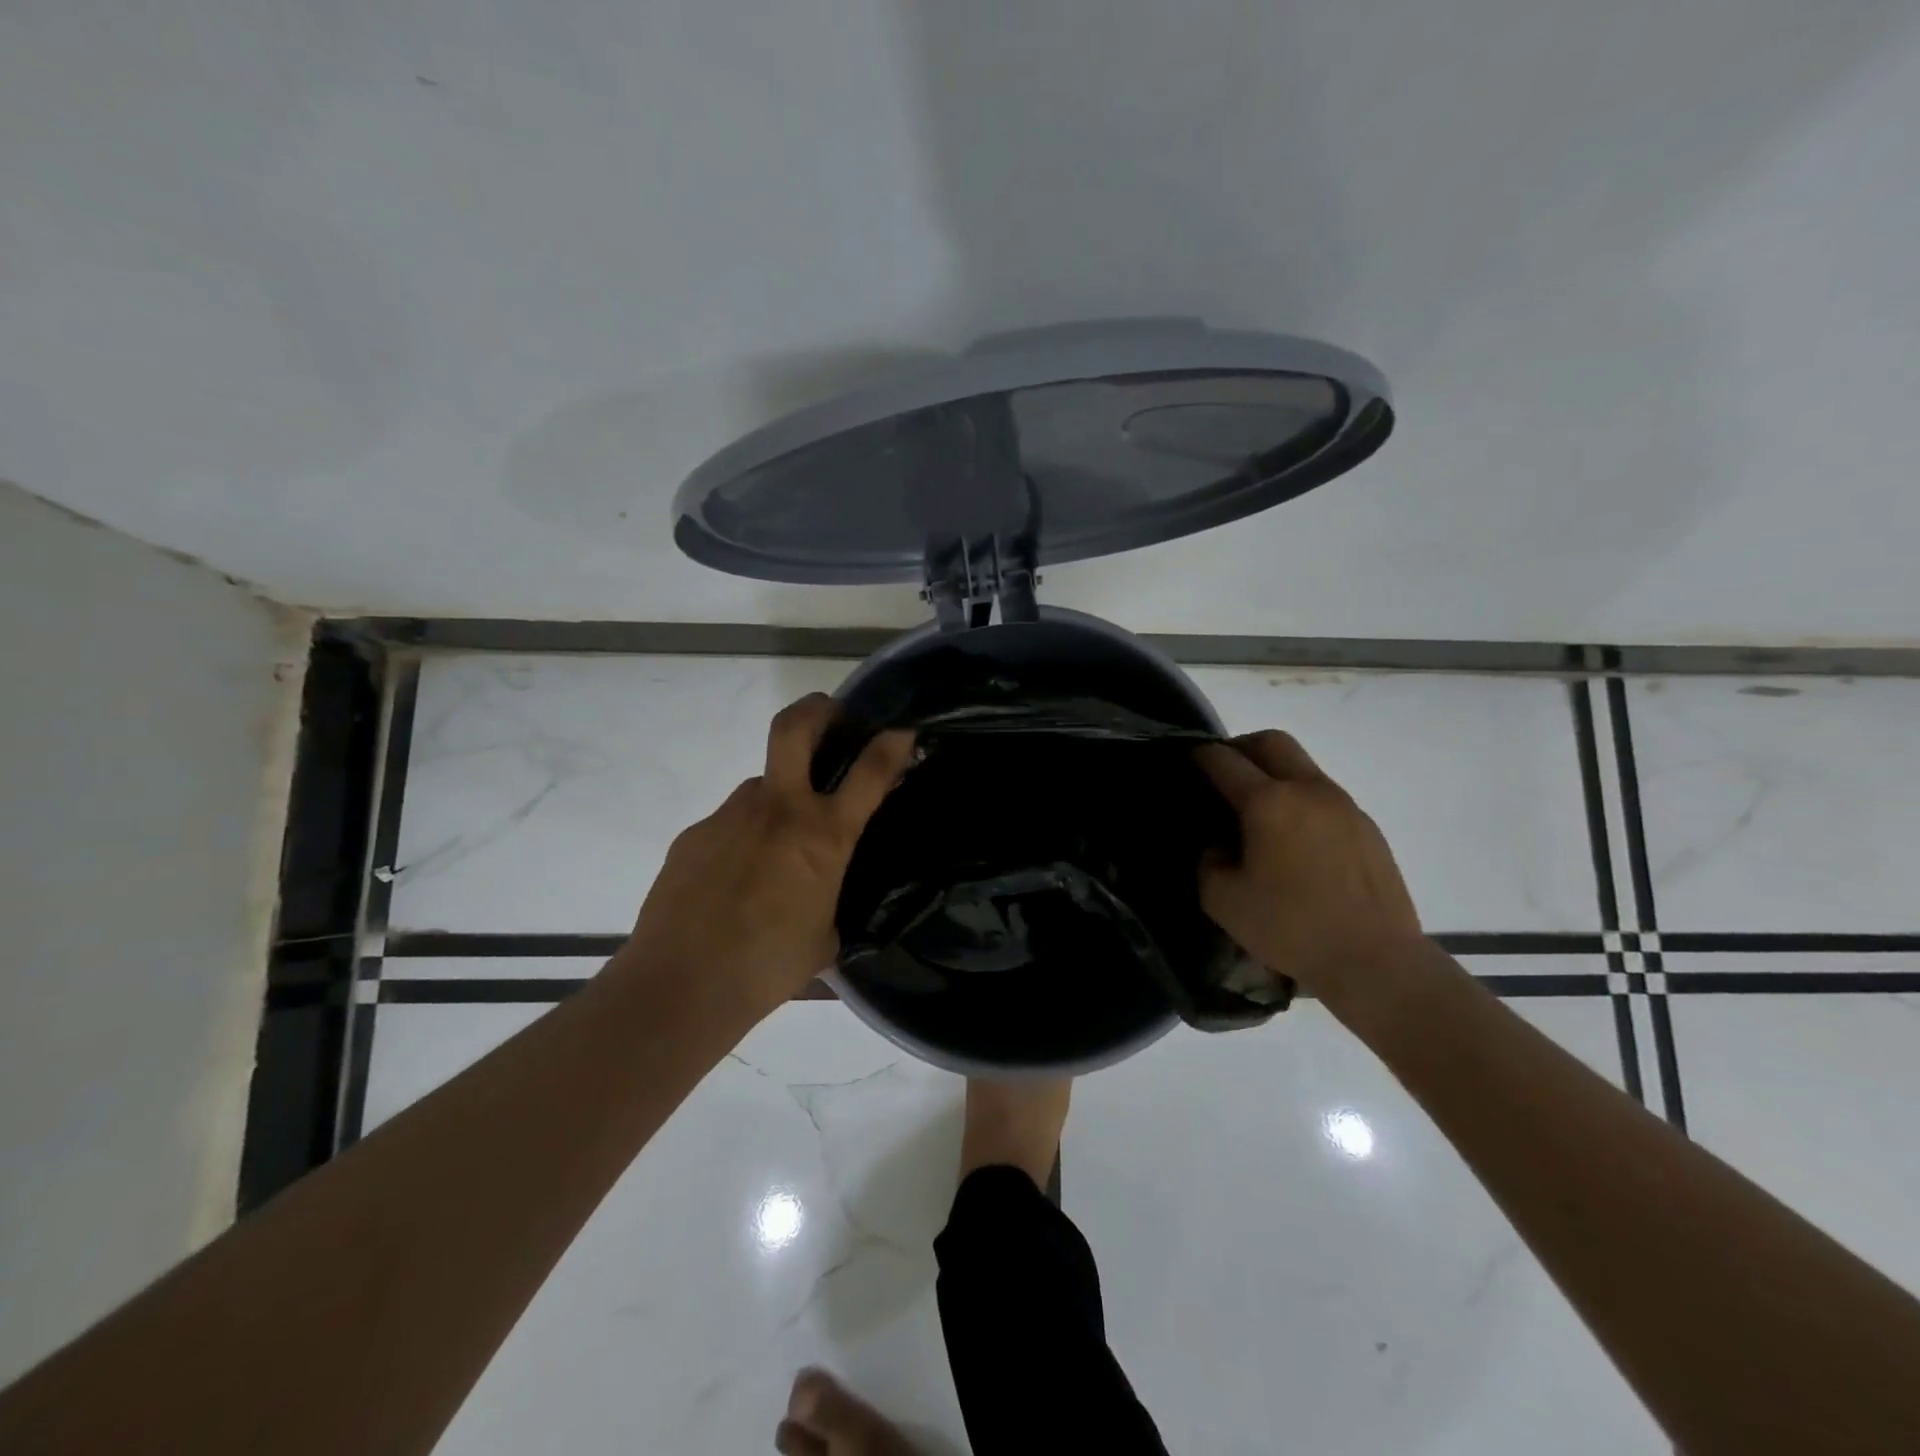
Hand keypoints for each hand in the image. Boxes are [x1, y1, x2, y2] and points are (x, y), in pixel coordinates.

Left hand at [627, 695, 914, 1009]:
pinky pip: (729, 823)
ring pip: (761, 784)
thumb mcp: (824, 936)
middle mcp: (778, 810)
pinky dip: (742, 838)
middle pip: (794, 728)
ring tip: (774, 848)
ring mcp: (730, 816)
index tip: (902, 729)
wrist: (681, 985)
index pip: (870, 771)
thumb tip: (821, 893)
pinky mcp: (694, 834)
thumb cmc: (767, 968)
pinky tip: (734, 880)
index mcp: (822, 836)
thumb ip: (829, 899)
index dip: (891, 743)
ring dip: (778, 799)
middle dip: (818, 710)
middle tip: (831, 716)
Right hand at [1195, 731, 1422, 997]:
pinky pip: (1324, 795)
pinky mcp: (1366, 826)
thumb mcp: (1223, 901)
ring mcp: (1343, 805)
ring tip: (1259, 811)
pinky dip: (1300, 800)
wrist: (1376, 960)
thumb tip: (1219, 845)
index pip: (1224, 760)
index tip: (1188, 762)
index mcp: (1268, 803)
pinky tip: (1294, 840)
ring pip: (1302, 766)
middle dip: (1241, 746)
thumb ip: (1208, 862)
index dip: (1200, 757)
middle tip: (1223, 773)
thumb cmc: (1292, 928)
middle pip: (1271, 741)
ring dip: (1274, 773)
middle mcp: (1308, 790)